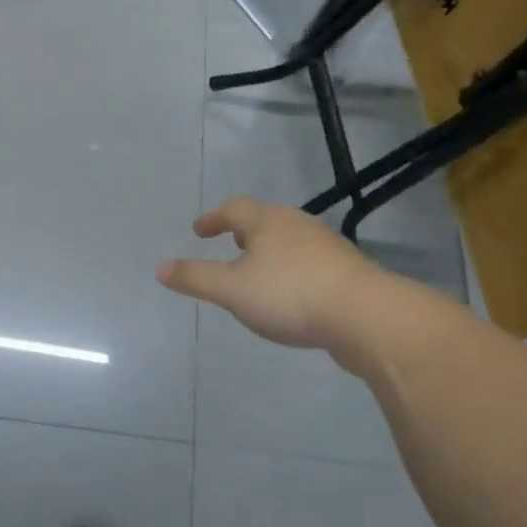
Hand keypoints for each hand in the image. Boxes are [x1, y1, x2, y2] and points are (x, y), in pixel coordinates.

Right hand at [157, 197, 402, 368]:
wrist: (367, 317)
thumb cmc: (290, 295)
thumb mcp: (231, 289)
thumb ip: (195, 277)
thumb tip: (160, 267)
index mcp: (267, 221)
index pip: (233, 209)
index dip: (213, 218)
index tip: (199, 231)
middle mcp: (298, 225)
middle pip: (265, 220)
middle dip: (243, 231)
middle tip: (228, 245)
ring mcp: (327, 247)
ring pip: (290, 241)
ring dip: (270, 251)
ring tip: (258, 271)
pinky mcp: (348, 272)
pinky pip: (310, 263)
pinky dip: (292, 271)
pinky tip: (292, 295)